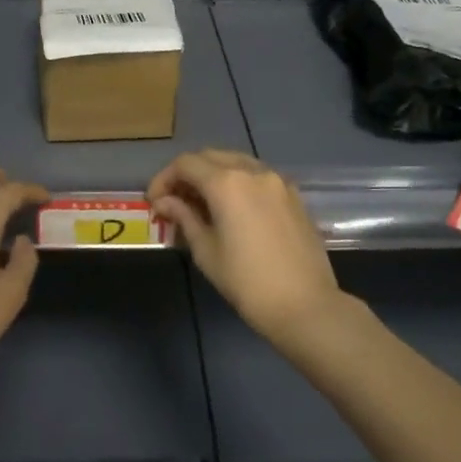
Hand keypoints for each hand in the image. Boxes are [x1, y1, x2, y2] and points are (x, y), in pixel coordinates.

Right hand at [147, 149, 345, 345]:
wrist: (305, 305)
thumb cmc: (247, 282)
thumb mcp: (206, 251)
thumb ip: (184, 217)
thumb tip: (165, 202)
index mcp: (227, 183)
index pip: (186, 164)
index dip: (164, 178)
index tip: (155, 202)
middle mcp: (253, 171)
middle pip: (211, 157)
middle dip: (188, 173)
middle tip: (174, 200)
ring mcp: (277, 180)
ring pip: (236, 162)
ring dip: (214, 174)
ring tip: (201, 203)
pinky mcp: (293, 195)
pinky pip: (257, 176)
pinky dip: (238, 182)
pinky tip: (232, 208)